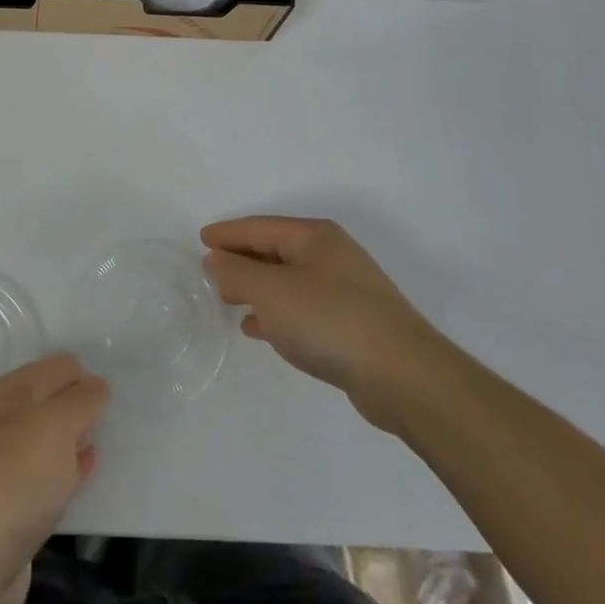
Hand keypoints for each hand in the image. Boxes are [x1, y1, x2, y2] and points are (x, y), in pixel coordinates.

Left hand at [0, 355, 109, 603]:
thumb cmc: (8, 485)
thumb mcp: (50, 428)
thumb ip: (79, 401)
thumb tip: (95, 386)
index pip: (42, 372)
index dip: (75, 371)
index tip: (109, 376)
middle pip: (41, 405)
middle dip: (73, 402)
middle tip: (114, 403)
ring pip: (44, 444)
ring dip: (72, 437)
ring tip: (106, 432)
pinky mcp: (8, 516)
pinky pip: (45, 480)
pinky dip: (68, 471)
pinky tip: (89, 469)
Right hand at [202, 216, 460, 433]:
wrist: (404, 376)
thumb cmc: (329, 320)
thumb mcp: (270, 291)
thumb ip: (235, 272)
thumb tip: (216, 260)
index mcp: (315, 237)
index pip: (260, 227)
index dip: (228, 233)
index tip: (201, 239)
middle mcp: (332, 257)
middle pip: (276, 251)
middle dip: (242, 260)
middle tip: (211, 271)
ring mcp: (346, 292)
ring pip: (289, 281)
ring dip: (257, 288)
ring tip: (229, 300)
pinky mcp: (352, 325)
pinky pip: (302, 309)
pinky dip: (277, 313)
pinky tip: (260, 328)